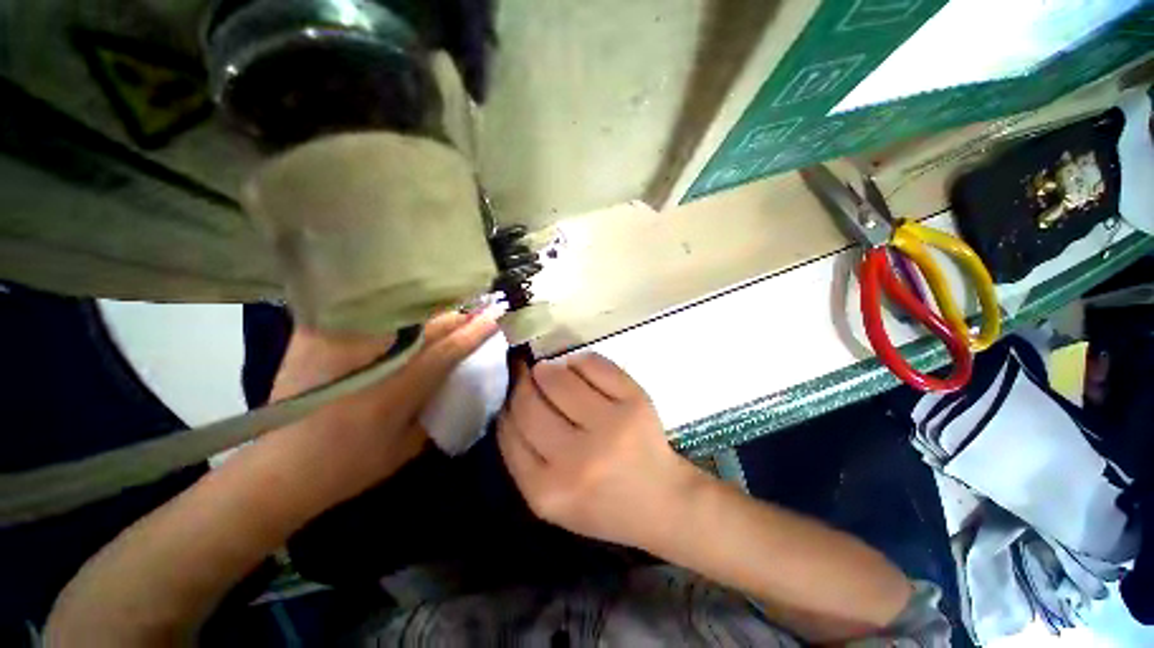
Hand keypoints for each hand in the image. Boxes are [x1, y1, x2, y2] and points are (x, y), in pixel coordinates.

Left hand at [266, 311, 497, 497]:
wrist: (278, 470)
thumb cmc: (348, 467)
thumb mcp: (405, 449)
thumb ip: (435, 414)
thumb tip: (454, 385)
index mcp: (395, 391)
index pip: (446, 351)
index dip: (474, 332)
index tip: (495, 316)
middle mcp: (369, 362)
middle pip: (423, 326)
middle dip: (454, 316)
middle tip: (476, 308)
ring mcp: (337, 346)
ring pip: (393, 312)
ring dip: (425, 308)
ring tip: (445, 305)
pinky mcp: (313, 339)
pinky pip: (357, 312)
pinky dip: (384, 307)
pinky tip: (398, 305)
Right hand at [497, 353, 704, 549]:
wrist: (662, 502)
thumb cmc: (602, 504)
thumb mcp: (551, 500)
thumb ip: (523, 457)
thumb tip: (511, 400)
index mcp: (548, 492)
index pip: (509, 431)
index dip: (507, 407)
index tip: (513, 397)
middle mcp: (577, 459)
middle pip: (529, 402)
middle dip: (524, 384)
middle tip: (528, 377)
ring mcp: (610, 427)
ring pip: (558, 378)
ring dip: (548, 369)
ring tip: (551, 372)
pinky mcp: (635, 402)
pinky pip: (592, 364)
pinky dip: (578, 361)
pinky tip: (578, 370)